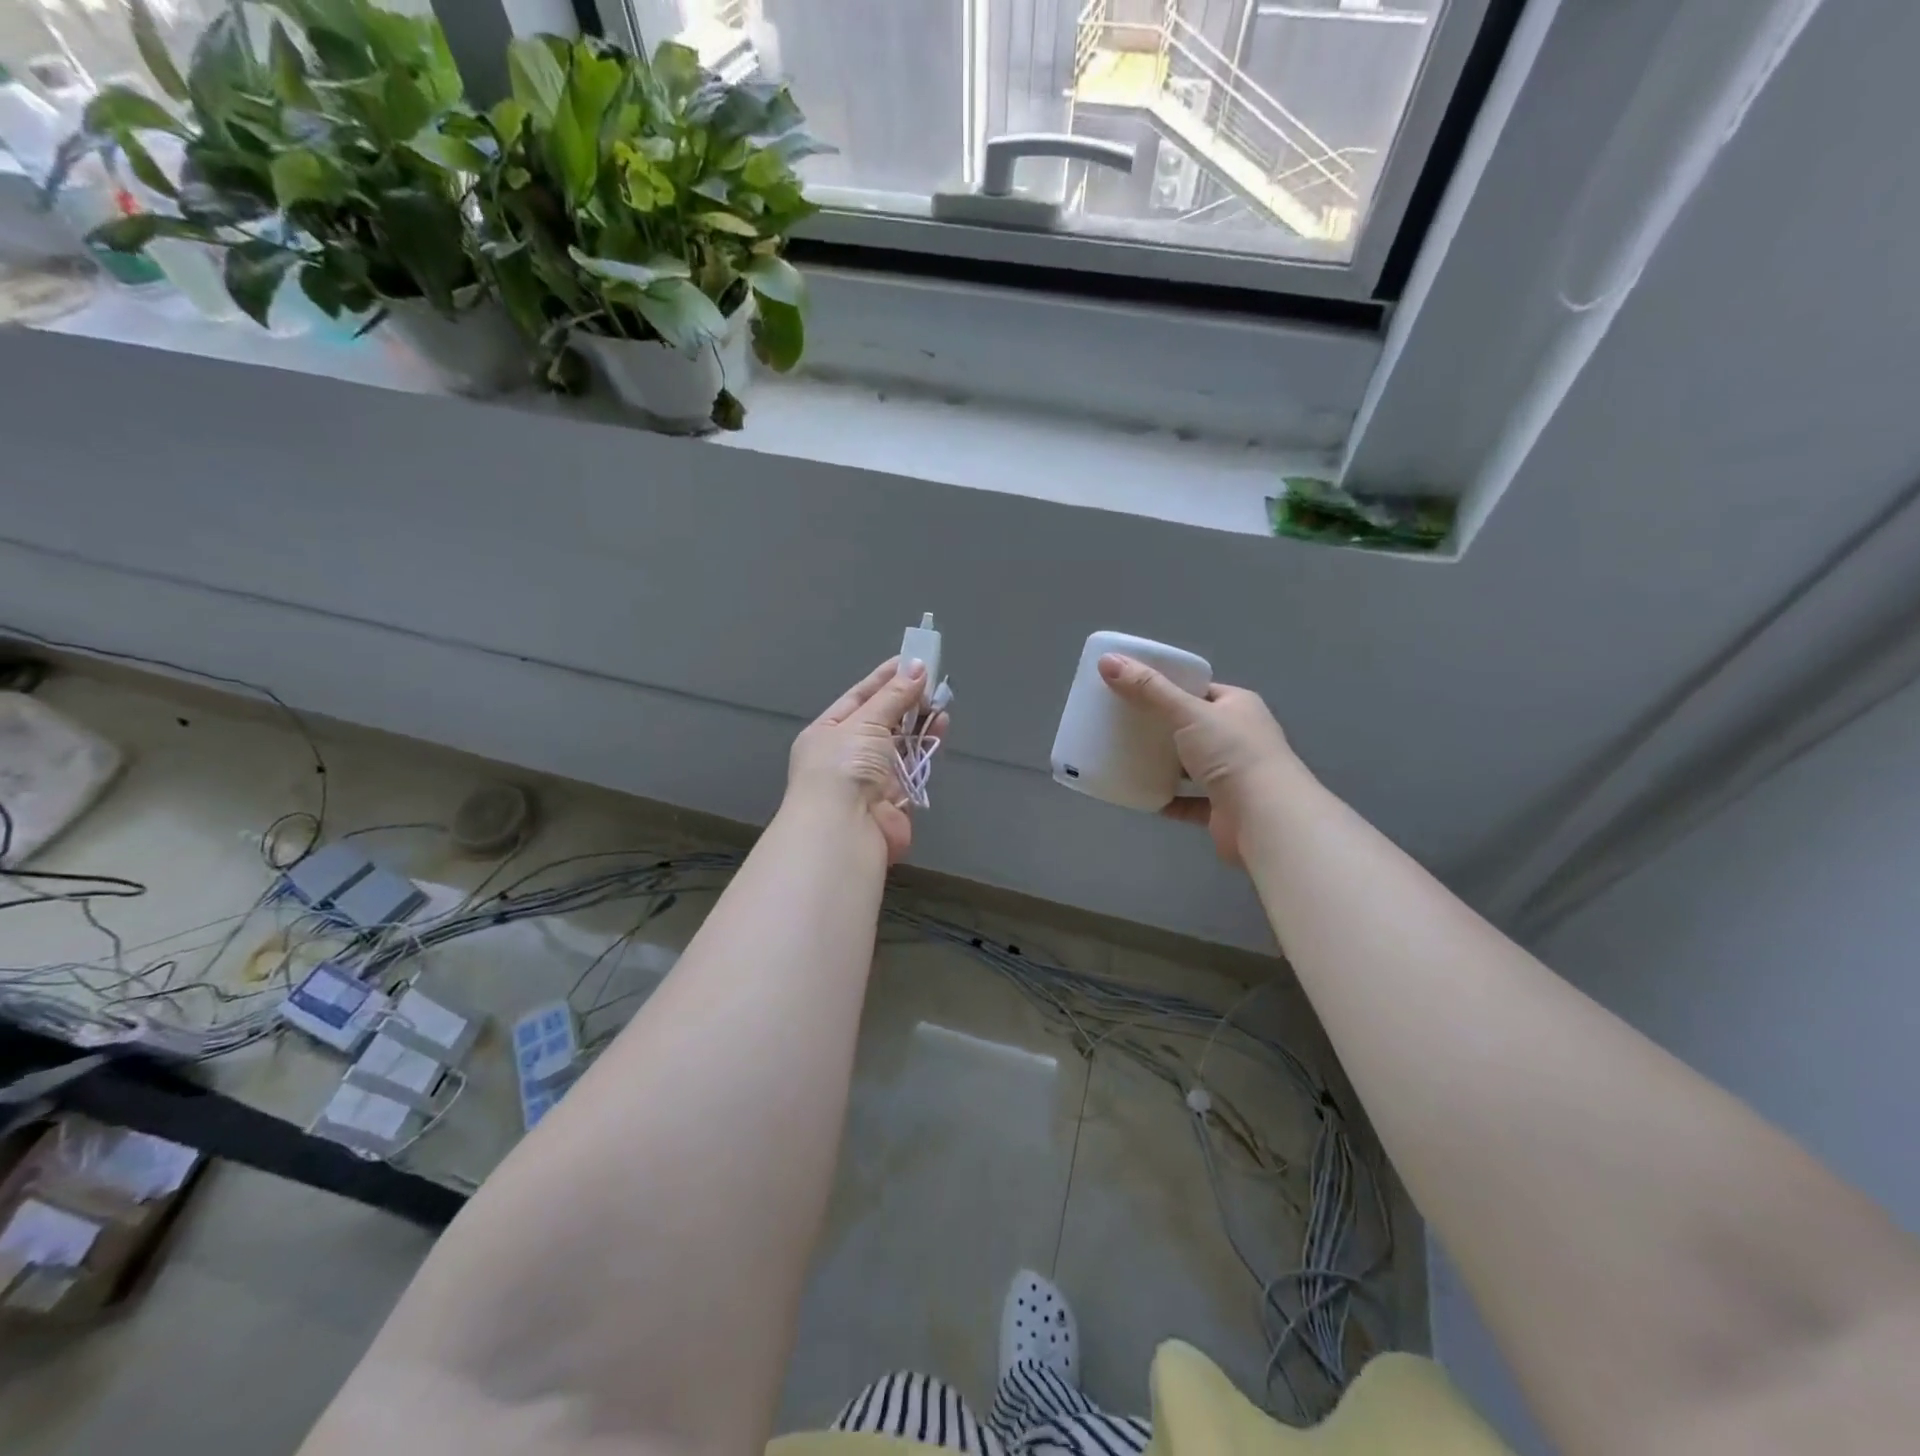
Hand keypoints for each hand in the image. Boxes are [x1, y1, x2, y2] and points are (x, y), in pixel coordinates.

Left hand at [785, 656, 943, 864]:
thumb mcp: (866, 722)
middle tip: (934, 680)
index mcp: (827, 732)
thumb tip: (919, 667)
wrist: (845, 829)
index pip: (858, 697)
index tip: (912, 660)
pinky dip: (926, 747)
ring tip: (942, 701)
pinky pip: (913, 765)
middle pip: (881, 720)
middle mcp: (846, 754)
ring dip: (920, 722)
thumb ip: (894, 696)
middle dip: (906, 700)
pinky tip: (941, 728)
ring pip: (900, 743)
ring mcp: (870, 778)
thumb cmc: (844, 766)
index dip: (885, 678)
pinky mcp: (894, 798)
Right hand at [1098, 653, 1296, 864]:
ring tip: (1128, 757)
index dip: (1171, 688)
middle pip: (1194, 728)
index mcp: (1238, 707)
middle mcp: (1241, 738)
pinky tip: (1141, 794)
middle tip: (1124, 723)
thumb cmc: (1231, 753)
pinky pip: (1189, 801)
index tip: (1136, 690)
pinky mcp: (1223, 809)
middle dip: (1162, 727)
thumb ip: (1148, 688)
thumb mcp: (1187, 712)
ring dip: (1165, 765)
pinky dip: (1168, 798)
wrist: (1264, 817)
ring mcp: (1234, 776)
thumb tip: (1108, 661)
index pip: (1201, 691)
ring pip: (1192, 766)